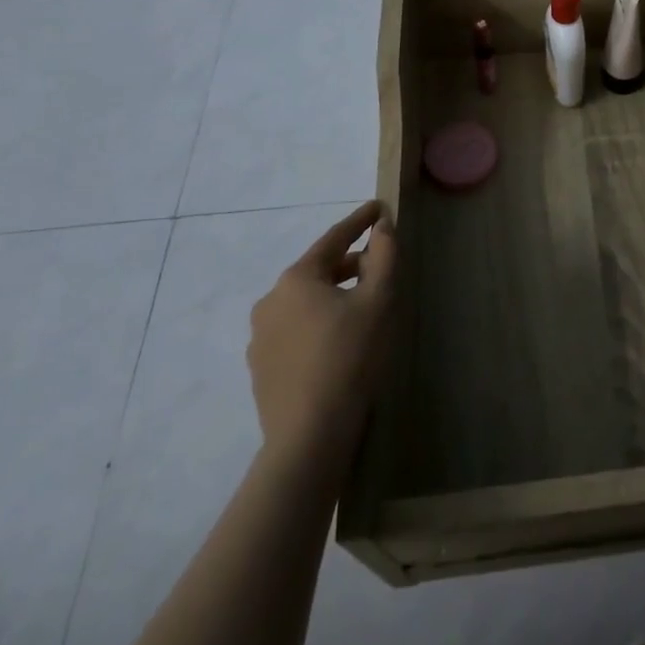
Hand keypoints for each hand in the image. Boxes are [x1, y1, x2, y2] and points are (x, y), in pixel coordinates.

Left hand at [247, 201, 398, 454]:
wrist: (309, 436)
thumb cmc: (350, 358)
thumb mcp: (378, 300)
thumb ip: (383, 255)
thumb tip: (382, 226)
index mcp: (297, 279)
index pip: (334, 238)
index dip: (360, 221)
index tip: (379, 208)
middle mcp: (270, 301)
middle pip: (318, 270)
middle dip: (349, 263)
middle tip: (379, 265)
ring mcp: (261, 337)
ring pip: (305, 303)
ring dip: (333, 296)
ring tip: (361, 308)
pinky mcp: (261, 368)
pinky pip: (295, 331)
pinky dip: (318, 324)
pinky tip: (338, 344)